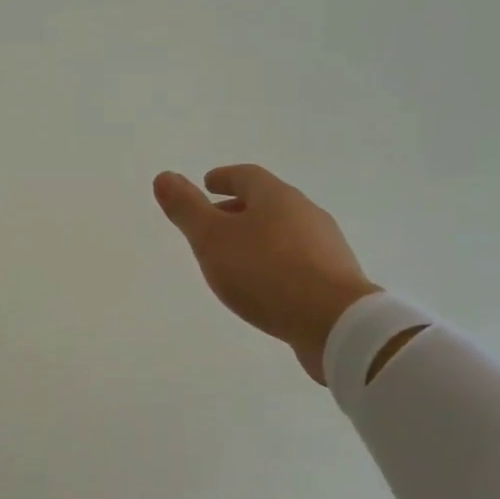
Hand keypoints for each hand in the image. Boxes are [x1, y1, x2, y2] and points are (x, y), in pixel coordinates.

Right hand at [153, 164, 379, 383]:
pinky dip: (275, 264)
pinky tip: (265, 287)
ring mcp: (325, 246)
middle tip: (213, 225)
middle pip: (267, 203)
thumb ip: (187, 208)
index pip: (246, 176)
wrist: (335, 323)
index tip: (207, 184)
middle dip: (238, 210)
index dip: (224, 178)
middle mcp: (306, 213)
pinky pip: (298, 261)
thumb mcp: (212, 239)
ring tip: (235, 259)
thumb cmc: (265, 273)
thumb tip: (164, 176)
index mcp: (276, 197)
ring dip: (258, 239)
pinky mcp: (336, 279)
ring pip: (284, 232)